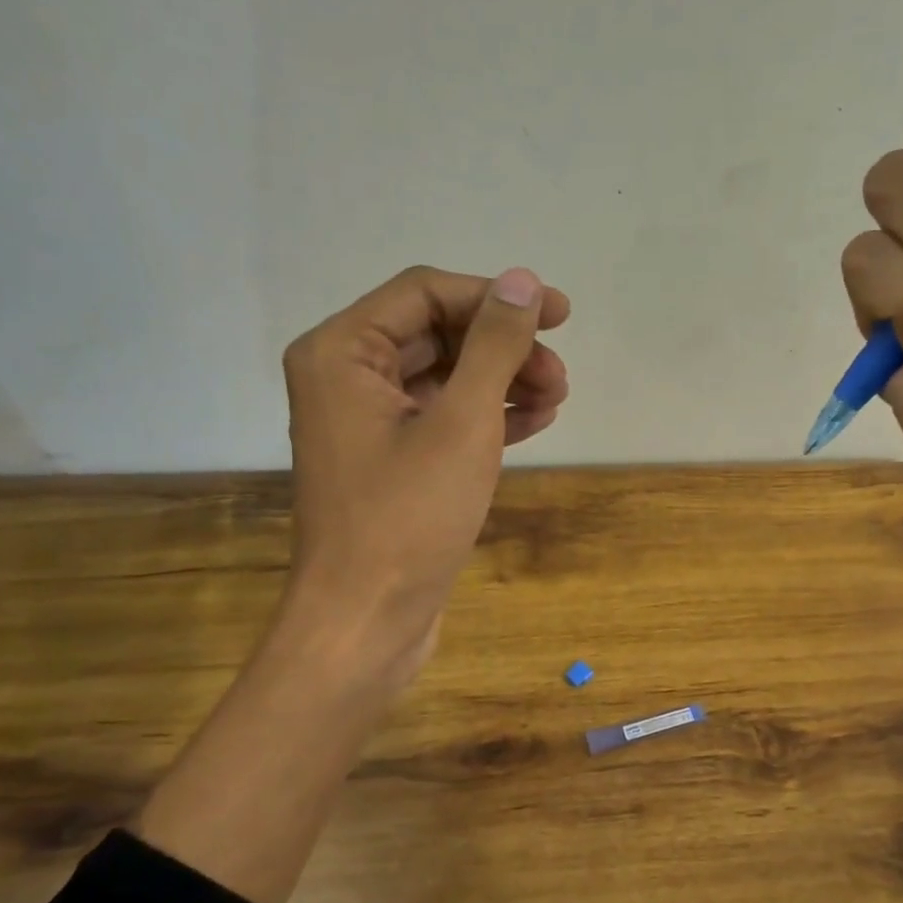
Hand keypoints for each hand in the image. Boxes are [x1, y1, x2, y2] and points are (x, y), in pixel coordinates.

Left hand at [277, 264, 570, 689]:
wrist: (366, 622)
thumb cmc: (408, 518)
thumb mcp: (463, 422)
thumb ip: (494, 345)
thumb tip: (523, 281)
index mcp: (341, 352)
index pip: (426, 293)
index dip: (496, 296)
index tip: (561, 315)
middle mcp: (345, 377)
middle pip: (438, 333)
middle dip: (504, 348)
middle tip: (559, 374)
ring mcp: (367, 421)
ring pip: (445, 376)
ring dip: (503, 381)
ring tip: (556, 400)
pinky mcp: (390, 460)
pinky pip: (443, 416)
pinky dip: (487, 415)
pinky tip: (534, 422)